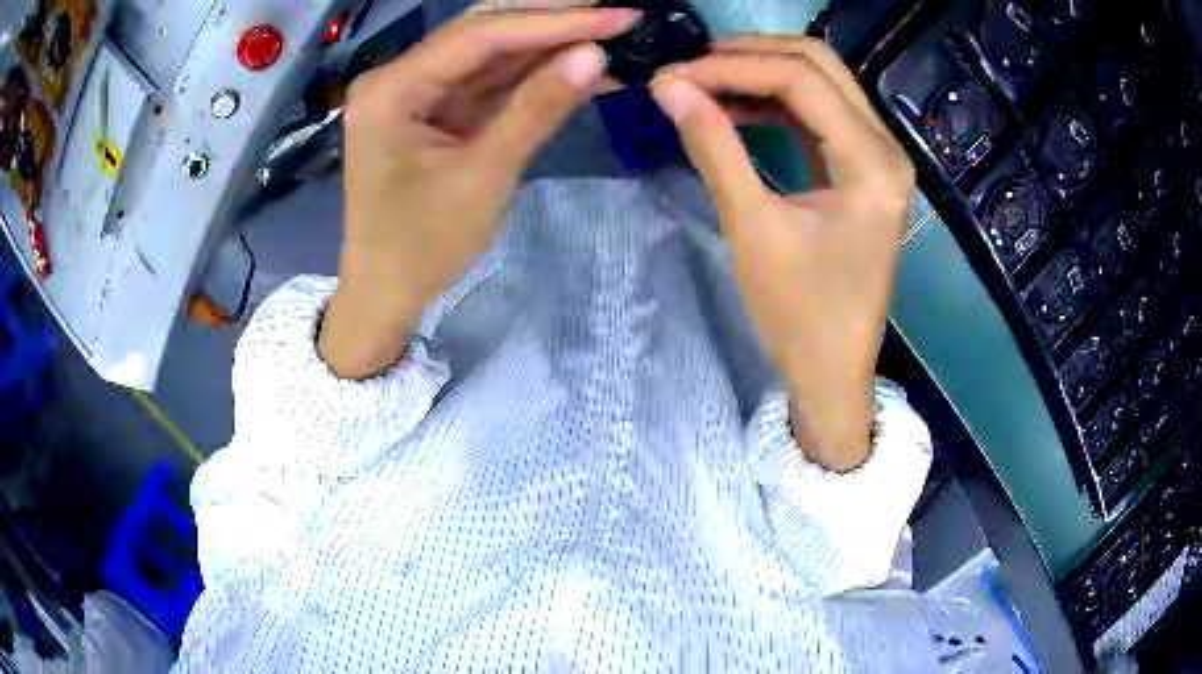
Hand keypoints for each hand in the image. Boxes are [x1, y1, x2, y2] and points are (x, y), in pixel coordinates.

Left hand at [320, 7, 640, 378]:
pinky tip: (579, 67)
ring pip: (491, 53)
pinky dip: (533, 76)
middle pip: (484, 31)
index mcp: (391, 89)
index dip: (553, 22)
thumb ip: (537, 110)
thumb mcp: (482, 179)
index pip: (480, 36)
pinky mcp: (435, 109)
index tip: (617, 17)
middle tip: (617, 16)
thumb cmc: (420, 249)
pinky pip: (489, 81)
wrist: (385, 295)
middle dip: (552, 22)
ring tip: (611, 36)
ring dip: (549, 46)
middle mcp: (399, 77)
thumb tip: (595, 55)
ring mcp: (417, 91)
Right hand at [650, 37, 914, 470]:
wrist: (833, 374)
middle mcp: (887, 148)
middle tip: (690, 67)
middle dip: (750, 55)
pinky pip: (822, 113)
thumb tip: (668, 86)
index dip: (731, 67)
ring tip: (704, 81)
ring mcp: (881, 157)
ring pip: (823, 82)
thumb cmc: (799, 316)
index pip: (801, 80)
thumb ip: (713, 146)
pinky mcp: (866, 170)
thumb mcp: (752, 228)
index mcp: (872, 164)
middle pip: (820, 65)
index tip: (673, 74)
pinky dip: (778, 101)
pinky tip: (737, 104)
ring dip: (763, 72)